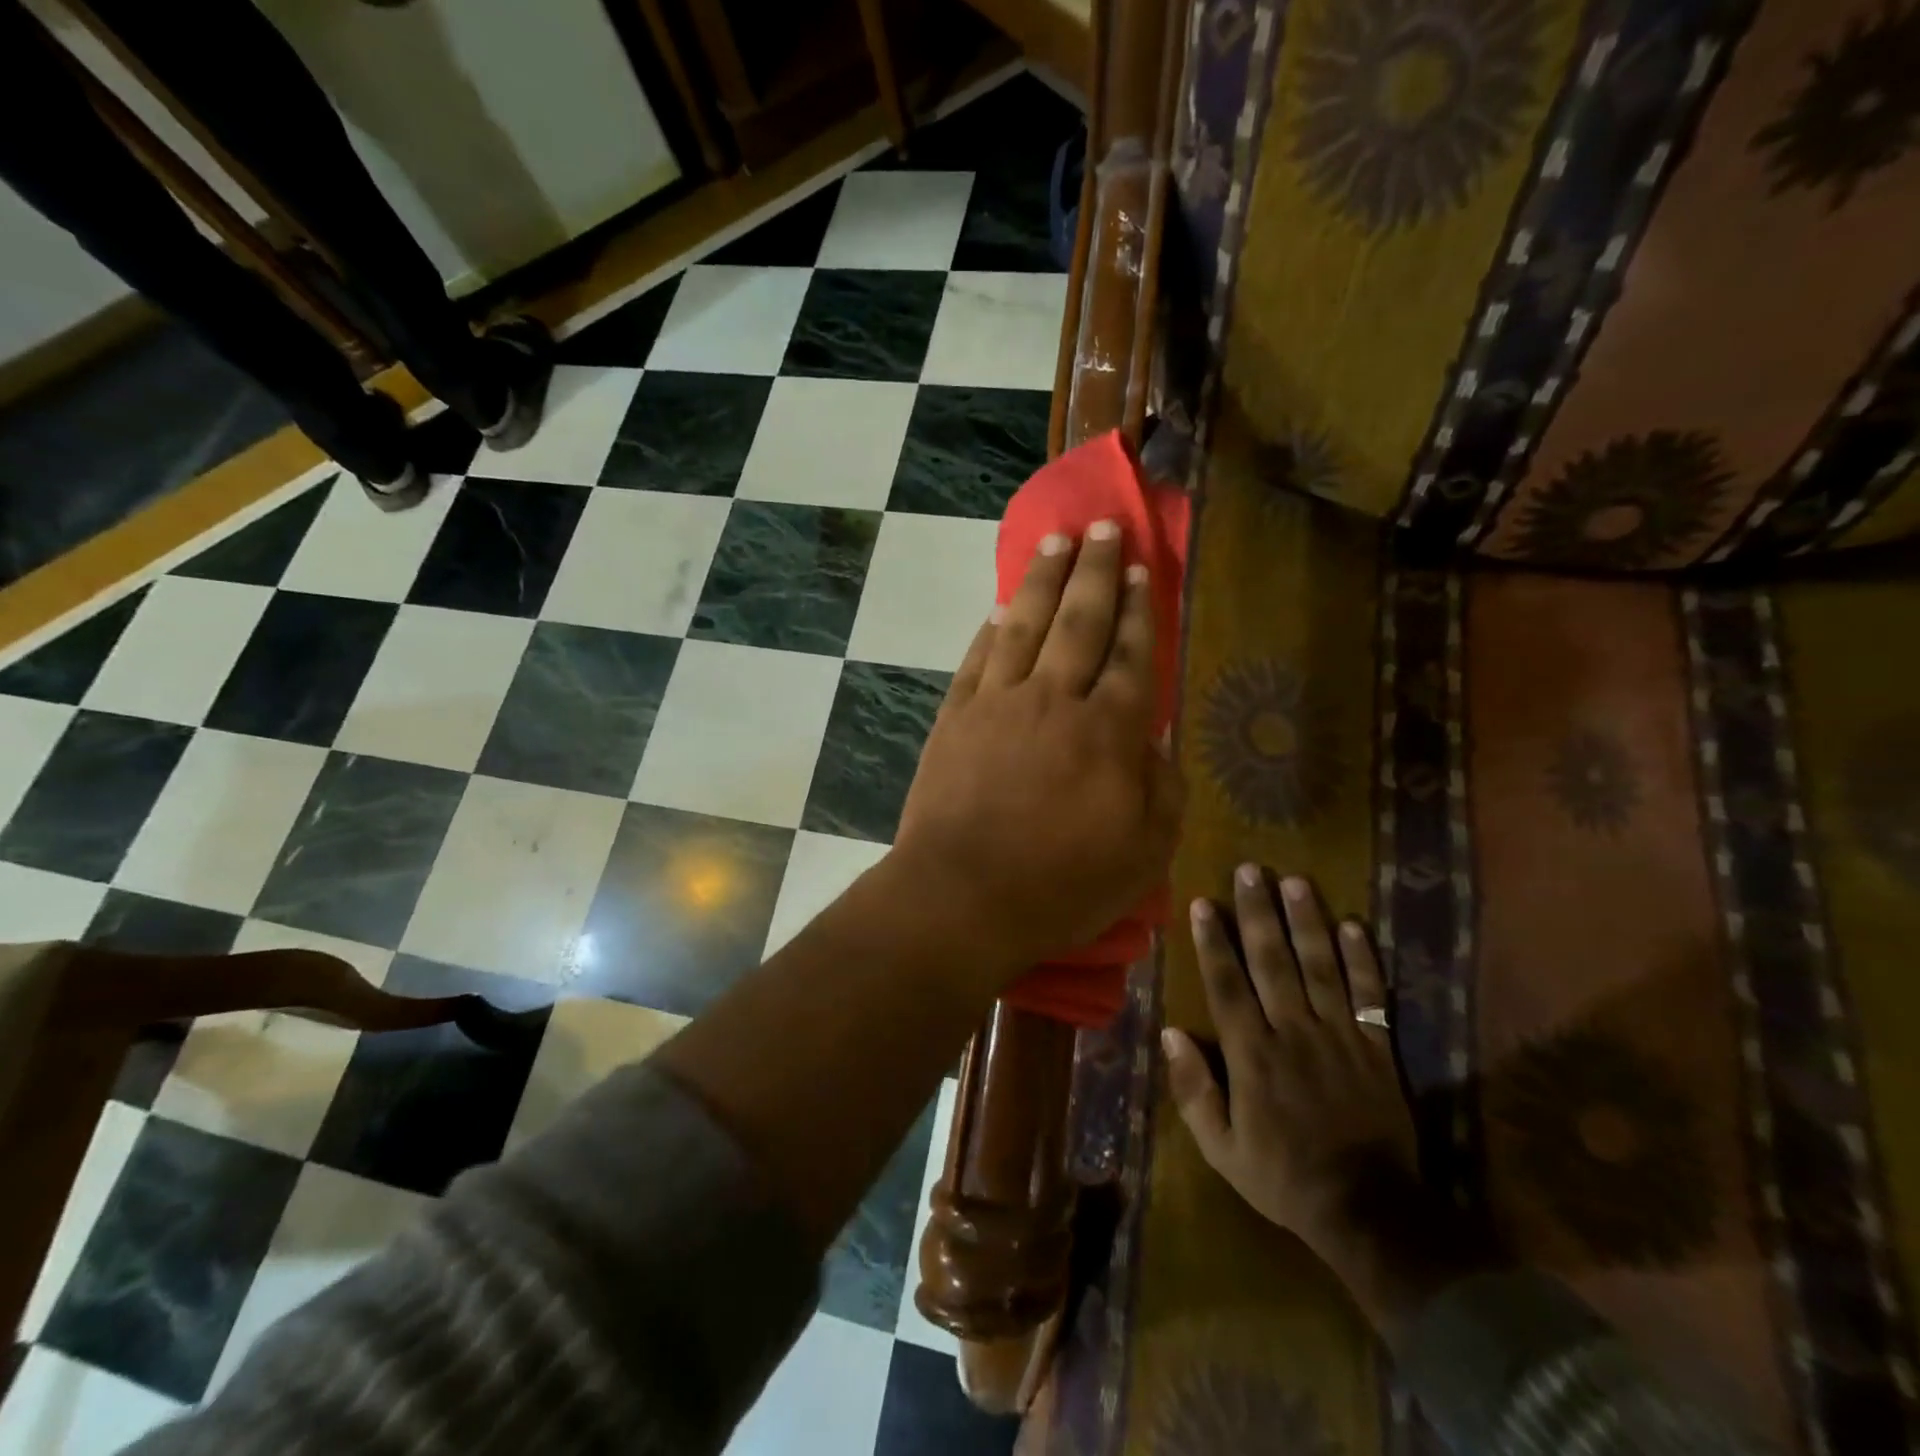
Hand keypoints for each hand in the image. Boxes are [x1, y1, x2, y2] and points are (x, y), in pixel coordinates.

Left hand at [891, 521, 1183, 973]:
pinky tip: (1000, 608)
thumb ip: (1160, 790)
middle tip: (1103, 527)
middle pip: (1080, 621)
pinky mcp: (955, 718)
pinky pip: (977, 659)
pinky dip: (991, 629)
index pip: (1130, 654)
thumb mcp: (1143, 854)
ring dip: (1042, 580)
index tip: (1141, 569)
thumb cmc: (1060, 885)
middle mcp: (1054, 700)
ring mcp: (998, 703)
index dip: (1139, 609)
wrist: (961, 897)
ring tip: (1056, 542)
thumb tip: (1156, 742)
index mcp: (1108, 731)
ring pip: (1026, 625)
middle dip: (1096, 570)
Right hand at [1163, 868, 1415, 1263]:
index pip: (1227, 985)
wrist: (1369, 1212)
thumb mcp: (1221, 1148)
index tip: (1203, 902)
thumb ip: (1194, 1090)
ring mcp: (1339, 1037)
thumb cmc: (1283, 1177)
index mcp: (1252, 1055)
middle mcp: (1293, 1033)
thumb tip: (1169, 1034)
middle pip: (1272, 962)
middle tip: (1250, 871)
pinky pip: (1370, 997)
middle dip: (1257, 913)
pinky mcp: (1377, 1048)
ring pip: (1320, 967)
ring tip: (1295, 881)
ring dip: (1306, 922)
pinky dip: (1363, 960)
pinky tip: (1354, 925)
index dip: (1213, 941)